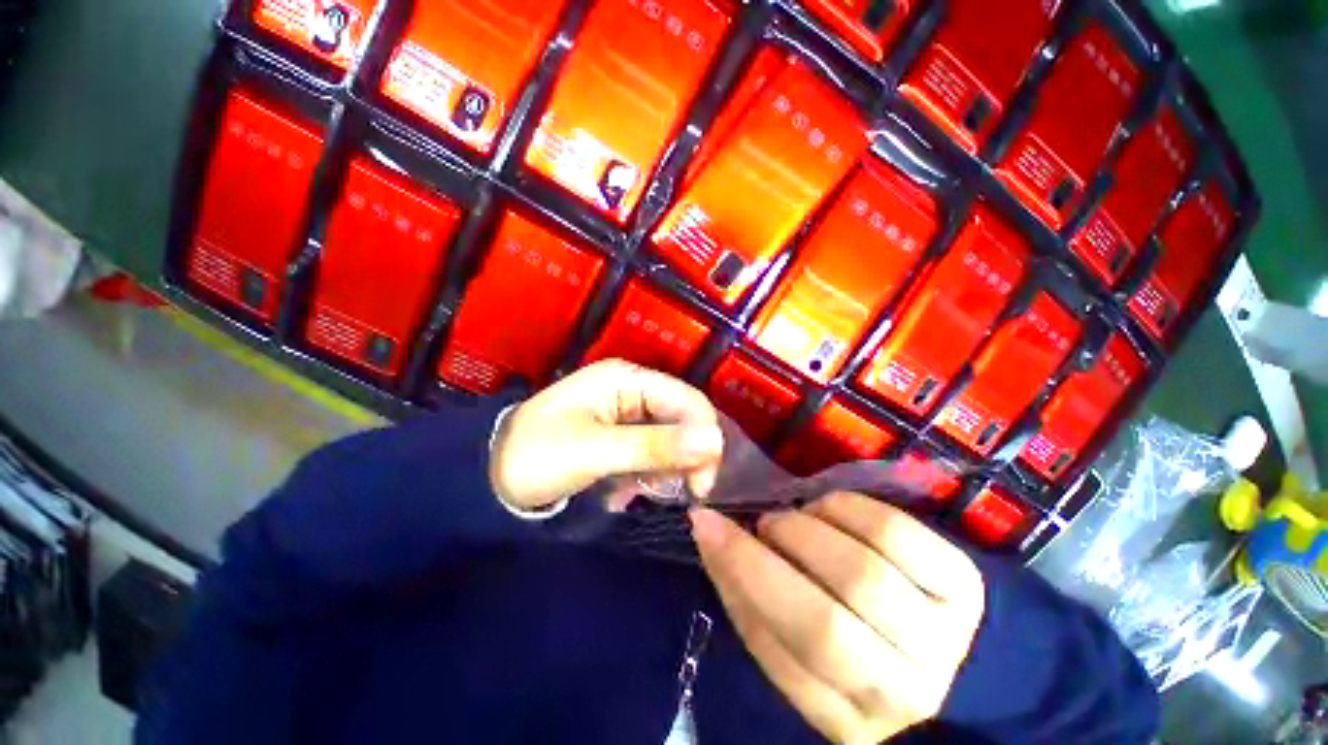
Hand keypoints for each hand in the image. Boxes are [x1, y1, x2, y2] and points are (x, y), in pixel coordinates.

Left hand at [489, 359, 723, 510]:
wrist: (488, 478)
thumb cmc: (537, 457)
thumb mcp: (596, 452)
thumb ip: (655, 446)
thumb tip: (715, 441)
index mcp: (625, 379)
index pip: (687, 399)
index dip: (705, 435)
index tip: (704, 481)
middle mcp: (631, 390)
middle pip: (683, 416)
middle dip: (689, 454)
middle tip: (686, 492)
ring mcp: (626, 412)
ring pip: (671, 436)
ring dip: (668, 466)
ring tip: (642, 490)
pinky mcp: (620, 434)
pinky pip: (652, 449)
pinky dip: (650, 471)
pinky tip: (630, 489)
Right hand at [690, 493, 984, 743]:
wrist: (948, 661)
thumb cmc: (853, 654)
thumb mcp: (793, 650)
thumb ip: (748, 600)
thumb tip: (710, 534)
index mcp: (846, 717)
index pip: (782, 648)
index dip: (738, 574)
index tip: (704, 524)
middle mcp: (902, 691)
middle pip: (825, 620)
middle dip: (771, 554)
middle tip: (761, 525)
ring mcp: (944, 636)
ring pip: (860, 570)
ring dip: (808, 529)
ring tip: (794, 522)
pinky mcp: (965, 583)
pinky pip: (895, 531)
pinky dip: (846, 507)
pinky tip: (831, 509)